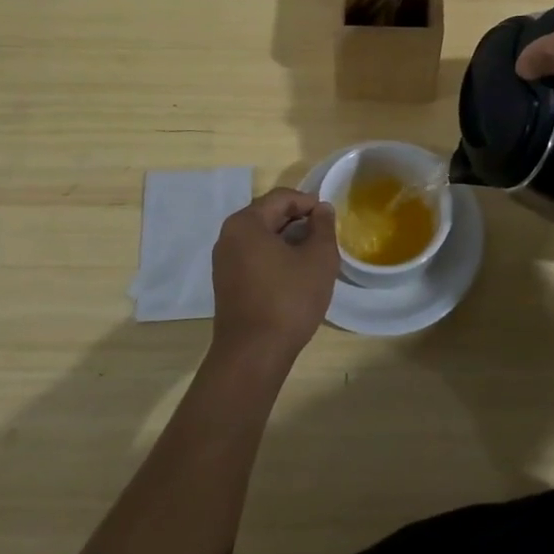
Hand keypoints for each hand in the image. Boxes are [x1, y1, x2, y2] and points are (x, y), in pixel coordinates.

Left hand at [209, 188, 339, 365]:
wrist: (253, 355)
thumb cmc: (288, 300)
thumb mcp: (319, 259)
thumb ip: (323, 227)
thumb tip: (322, 209)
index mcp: (246, 223)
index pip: (281, 198)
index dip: (309, 203)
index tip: (330, 218)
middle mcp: (228, 236)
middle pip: (268, 215)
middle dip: (298, 221)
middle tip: (324, 236)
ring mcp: (224, 261)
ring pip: (261, 237)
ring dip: (287, 239)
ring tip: (312, 254)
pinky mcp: (226, 283)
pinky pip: (253, 256)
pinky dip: (274, 256)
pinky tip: (294, 274)